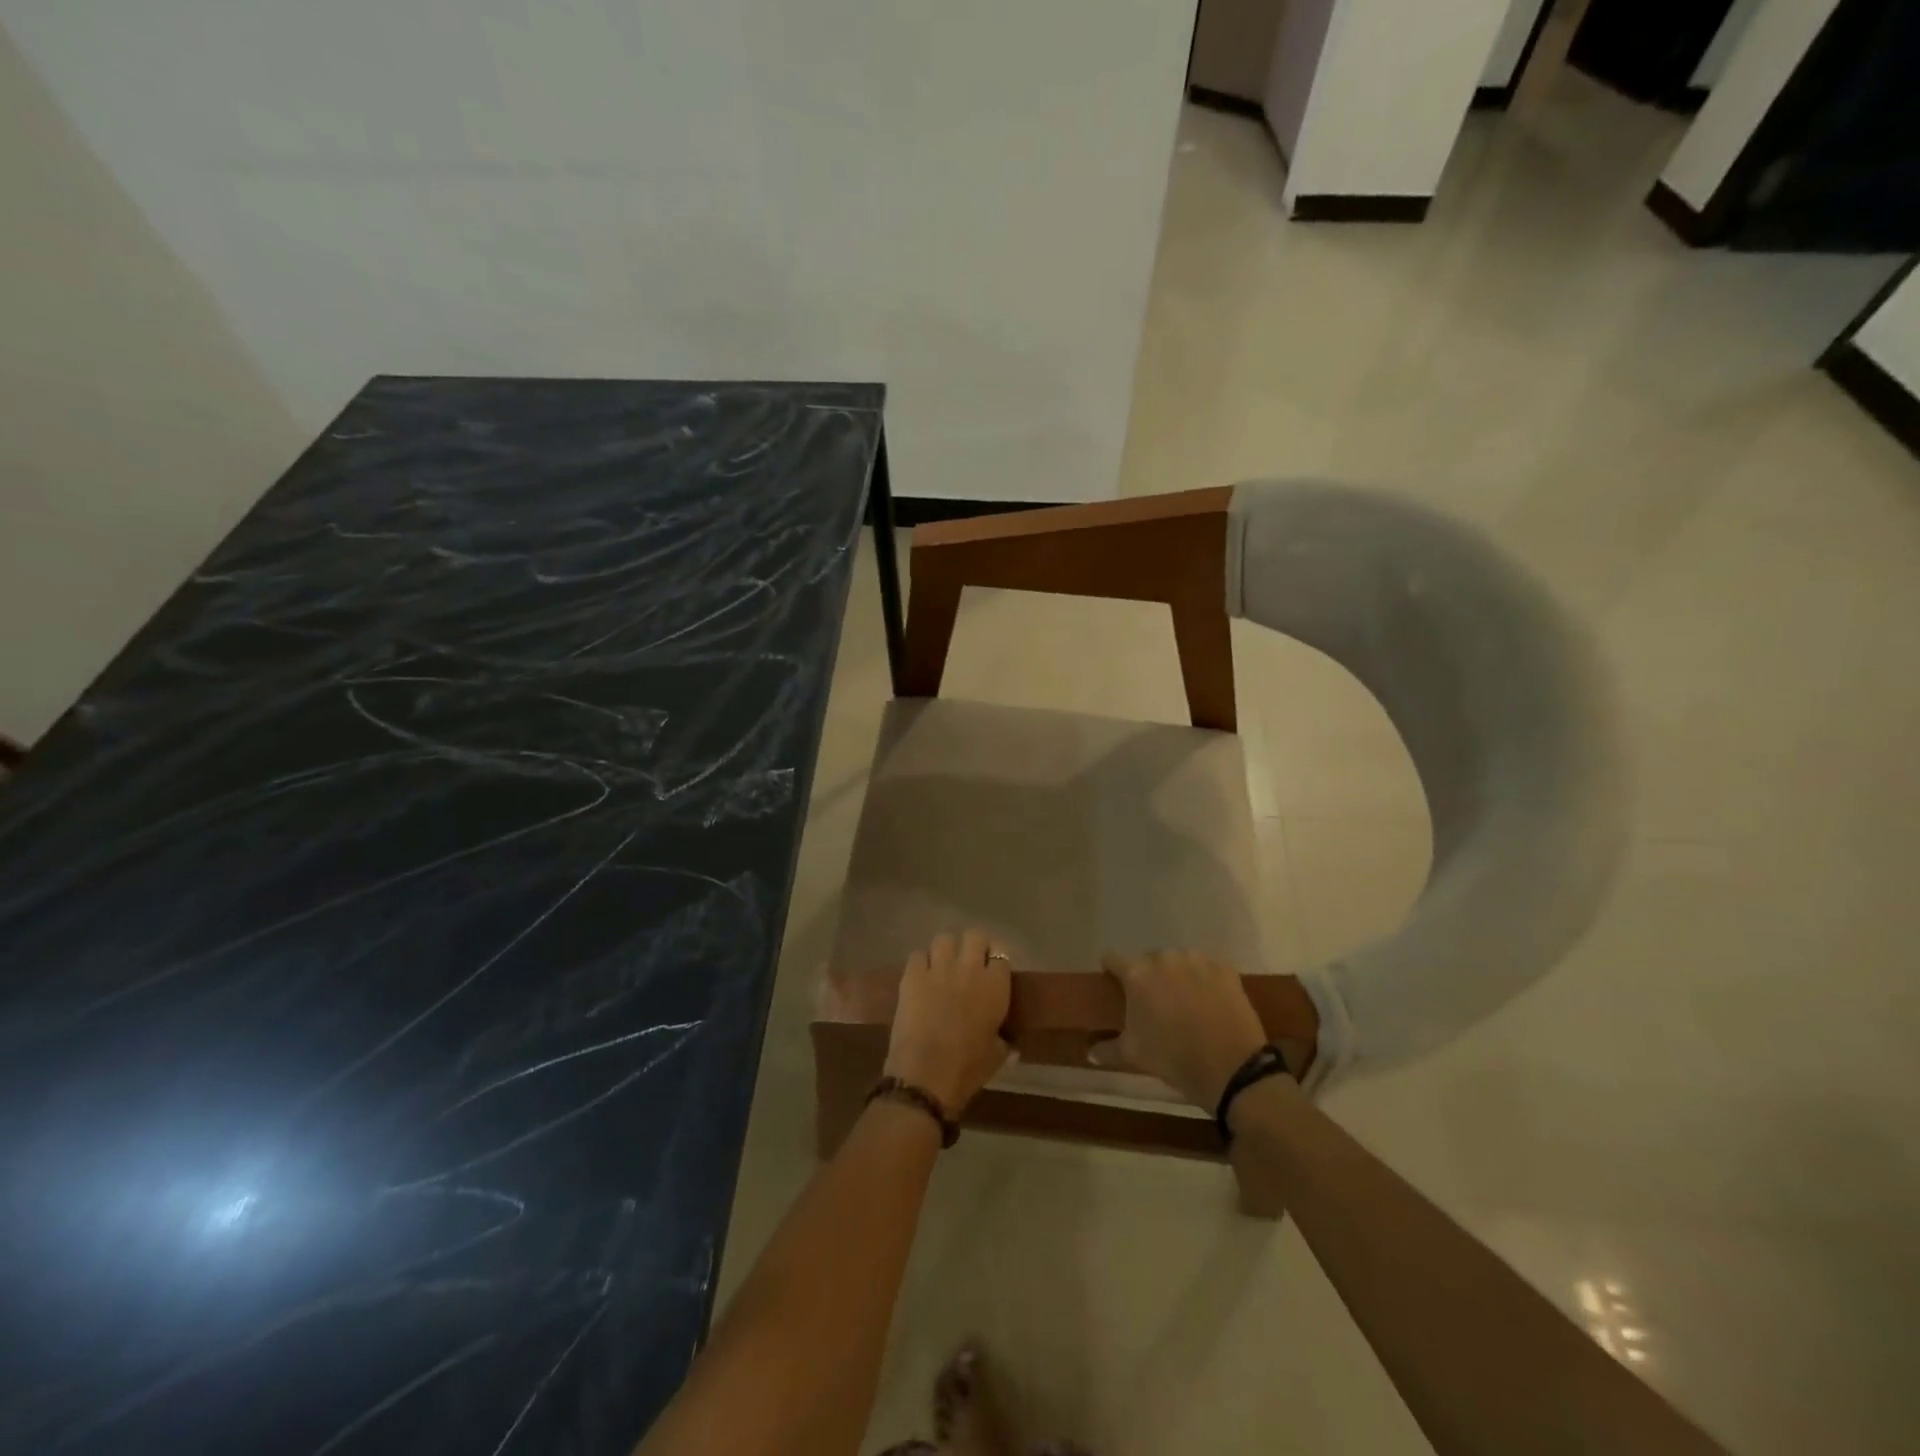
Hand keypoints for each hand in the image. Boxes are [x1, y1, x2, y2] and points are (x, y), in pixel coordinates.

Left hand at [883, 930, 1011, 1113]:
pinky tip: (921, 977)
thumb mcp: (996, 1057)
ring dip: (945, 951)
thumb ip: (1005, 1043)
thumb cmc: (967, 1068)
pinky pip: (918, 955)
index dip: (995, 958)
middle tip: (968, 963)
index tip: (991, 969)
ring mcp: (939, 968)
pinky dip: (921, 963)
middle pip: (974, 935)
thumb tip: (1011, 1045)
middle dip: (972, 945)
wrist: (926, 1075)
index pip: (1001, 953)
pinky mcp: (912, 975)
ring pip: (944, 939)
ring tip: (942, 967)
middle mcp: (970, 968)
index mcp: (995, 986)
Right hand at [1091, 950, 1266, 1109]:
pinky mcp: (1225, 969)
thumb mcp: (1134, 1055)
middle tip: (1154, 1003)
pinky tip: (1209, 1002)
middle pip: (1148, 960)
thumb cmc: (1173, 1058)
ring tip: (1184, 1002)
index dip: (1111, 971)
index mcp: (1137, 974)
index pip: (1113, 959)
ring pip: (1179, 961)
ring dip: (1177, 975)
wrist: (1231, 1068)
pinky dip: (1204, 980)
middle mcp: (1164, 958)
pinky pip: (1207, 968)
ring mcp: (1197, 960)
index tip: (1114, 986)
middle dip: (1148, 977)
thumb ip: (1107, 1049)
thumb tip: (1089, 1053)